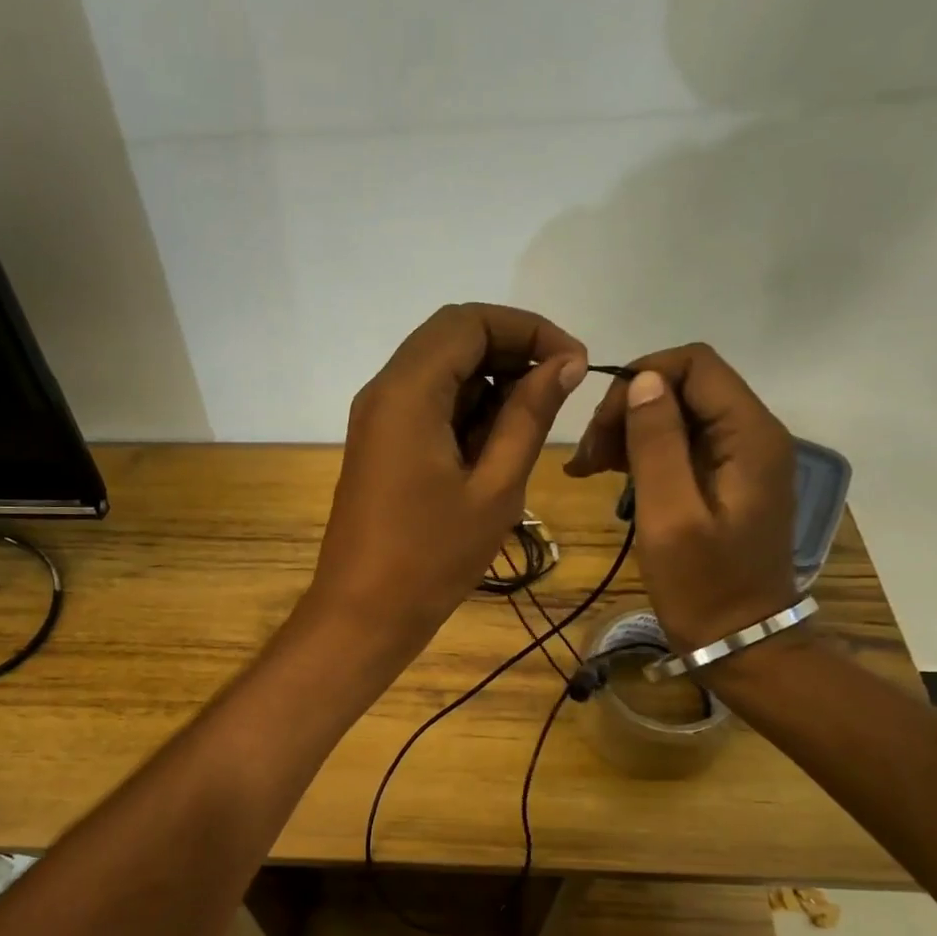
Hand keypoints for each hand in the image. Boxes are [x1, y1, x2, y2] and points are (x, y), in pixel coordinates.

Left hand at [308, 304, 588, 655]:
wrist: (363, 614)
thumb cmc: (432, 558)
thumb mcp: (495, 486)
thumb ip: (529, 416)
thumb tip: (564, 362)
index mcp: (407, 392)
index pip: (469, 321)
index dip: (527, 329)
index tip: (573, 364)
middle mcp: (384, 391)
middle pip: (451, 338)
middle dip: (511, 352)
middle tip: (557, 392)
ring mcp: (377, 418)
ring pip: (439, 371)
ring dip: (489, 384)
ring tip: (529, 429)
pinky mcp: (379, 444)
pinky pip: (426, 404)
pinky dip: (465, 410)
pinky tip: (494, 449)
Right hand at [565, 345, 795, 650]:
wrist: (740, 642)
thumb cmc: (703, 586)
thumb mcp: (670, 516)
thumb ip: (657, 443)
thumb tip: (642, 381)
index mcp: (750, 435)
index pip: (695, 364)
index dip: (641, 379)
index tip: (601, 426)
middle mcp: (753, 434)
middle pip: (685, 386)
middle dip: (629, 410)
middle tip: (588, 458)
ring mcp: (741, 457)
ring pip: (678, 413)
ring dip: (630, 431)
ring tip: (589, 469)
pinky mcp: (726, 479)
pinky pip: (681, 444)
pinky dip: (642, 452)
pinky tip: (611, 475)